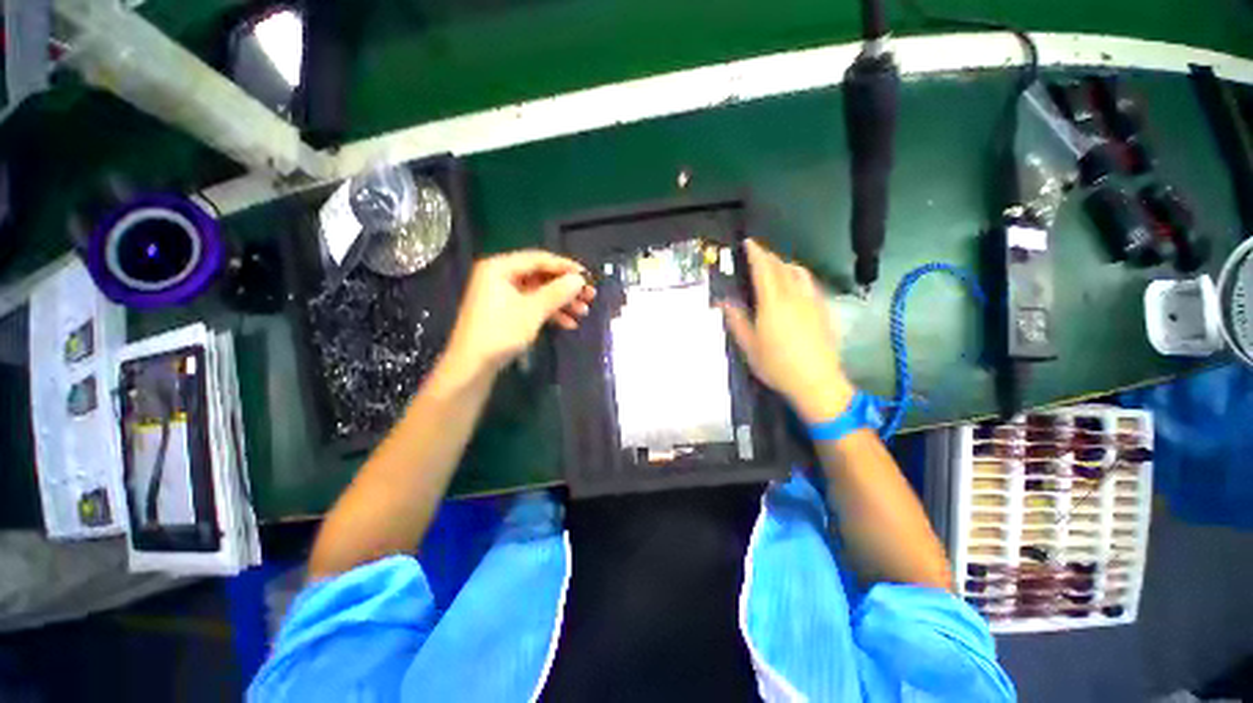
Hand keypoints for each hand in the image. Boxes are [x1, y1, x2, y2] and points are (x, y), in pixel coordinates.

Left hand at [442, 250, 594, 378]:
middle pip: (541, 276)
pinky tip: (569, 324)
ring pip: (539, 293)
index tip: (588, 276)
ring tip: (584, 312)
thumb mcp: (533, 310)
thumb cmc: (501, 332)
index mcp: (500, 267)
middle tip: (590, 296)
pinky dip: (550, 313)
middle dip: (566, 288)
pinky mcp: (506, 312)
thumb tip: (580, 279)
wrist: (472, 366)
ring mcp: (502, 295)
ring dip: (562, 302)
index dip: (566, 267)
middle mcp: (500, 276)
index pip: (539, 259)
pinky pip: (532, 305)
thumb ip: (558, 292)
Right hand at [722, 239, 853, 423]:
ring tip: (775, 267)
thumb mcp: (749, 346)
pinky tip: (795, 286)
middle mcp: (794, 296)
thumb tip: (724, 302)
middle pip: (781, 267)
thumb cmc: (777, 366)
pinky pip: (810, 283)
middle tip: (757, 254)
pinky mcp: (824, 310)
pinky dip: (798, 276)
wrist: (817, 382)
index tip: (748, 242)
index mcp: (773, 303)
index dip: (755, 253)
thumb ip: (736, 321)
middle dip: (768, 256)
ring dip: (785, 264)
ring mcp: (812, 301)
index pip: (764, 269)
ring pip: (799, 272)